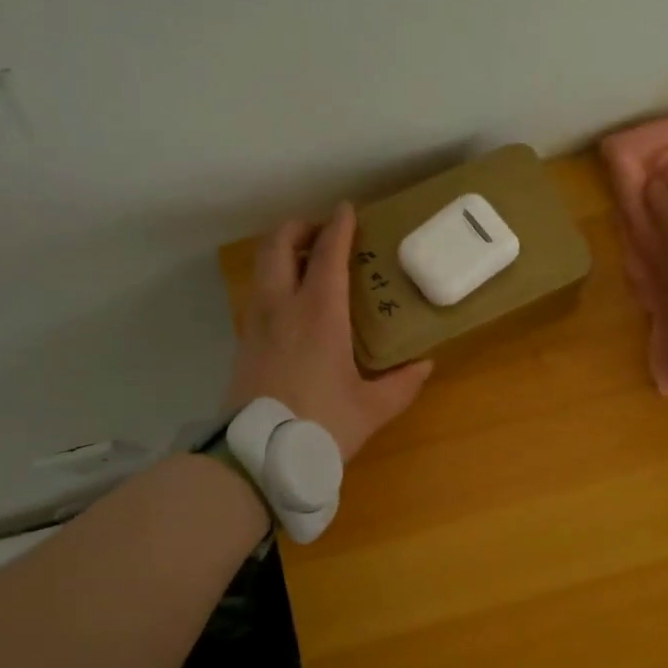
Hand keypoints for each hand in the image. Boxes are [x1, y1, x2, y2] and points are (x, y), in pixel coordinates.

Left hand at [226, 203, 433, 460]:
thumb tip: (424, 365)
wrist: (258, 457)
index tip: (348, 210)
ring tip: (308, 265)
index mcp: (319, 315)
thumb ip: (401, 384)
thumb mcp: (372, 409)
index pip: (327, 254)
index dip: (339, 227)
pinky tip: (292, 307)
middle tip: (322, 233)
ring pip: (262, 268)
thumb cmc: (321, 426)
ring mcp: (256, 323)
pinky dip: (273, 282)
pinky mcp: (243, 343)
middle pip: (278, 245)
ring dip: (283, 254)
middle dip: (299, 228)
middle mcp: (282, 307)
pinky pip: (257, 295)